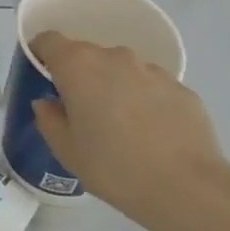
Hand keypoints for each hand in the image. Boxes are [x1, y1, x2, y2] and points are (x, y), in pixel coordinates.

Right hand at [28, 31, 229, 230]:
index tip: (43, 77)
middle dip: (79, 76)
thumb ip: (48, 119)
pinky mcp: (181, 88)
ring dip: (115, 87)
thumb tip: (49, 103)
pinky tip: (153, 135)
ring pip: (121, 70)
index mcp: (78, 66)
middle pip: (87, 55)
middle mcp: (114, 57)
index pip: (48, 40)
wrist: (188, 190)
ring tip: (123, 126)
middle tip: (82, 112)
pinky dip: (145, 101)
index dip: (41, 54)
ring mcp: (152, 70)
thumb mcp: (66, 150)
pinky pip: (152, 88)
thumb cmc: (114, 168)